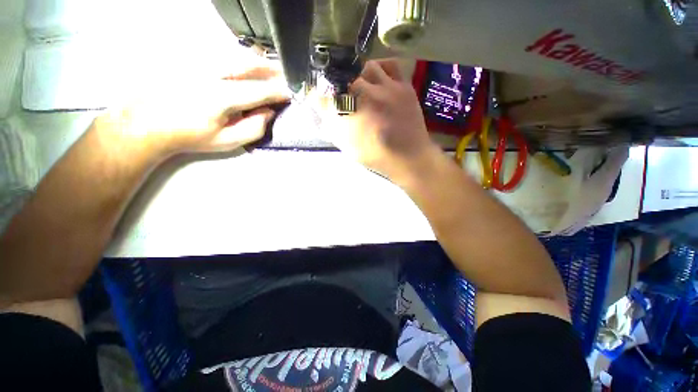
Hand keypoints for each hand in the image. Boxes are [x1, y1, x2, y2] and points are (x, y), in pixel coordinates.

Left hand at [95, 61, 289, 158]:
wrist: (148, 123)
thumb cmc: (190, 136)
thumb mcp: (227, 141)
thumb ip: (253, 128)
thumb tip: (268, 112)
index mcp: (222, 97)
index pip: (260, 90)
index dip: (278, 92)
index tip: (289, 94)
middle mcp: (211, 73)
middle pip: (249, 63)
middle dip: (271, 69)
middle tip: (283, 77)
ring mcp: (199, 62)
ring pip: (236, 54)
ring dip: (257, 62)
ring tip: (270, 70)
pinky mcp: (191, 58)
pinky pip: (223, 53)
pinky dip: (240, 59)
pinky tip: (246, 67)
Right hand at [323, 59, 439, 182]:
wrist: (408, 158)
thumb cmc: (376, 157)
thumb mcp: (348, 148)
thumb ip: (332, 129)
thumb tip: (323, 114)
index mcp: (346, 115)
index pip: (322, 97)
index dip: (317, 97)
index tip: (318, 100)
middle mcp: (363, 96)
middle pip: (342, 79)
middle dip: (338, 87)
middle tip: (342, 96)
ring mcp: (385, 88)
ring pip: (365, 67)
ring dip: (359, 75)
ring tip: (361, 87)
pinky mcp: (402, 86)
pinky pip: (389, 65)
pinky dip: (380, 67)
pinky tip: (377, 77)